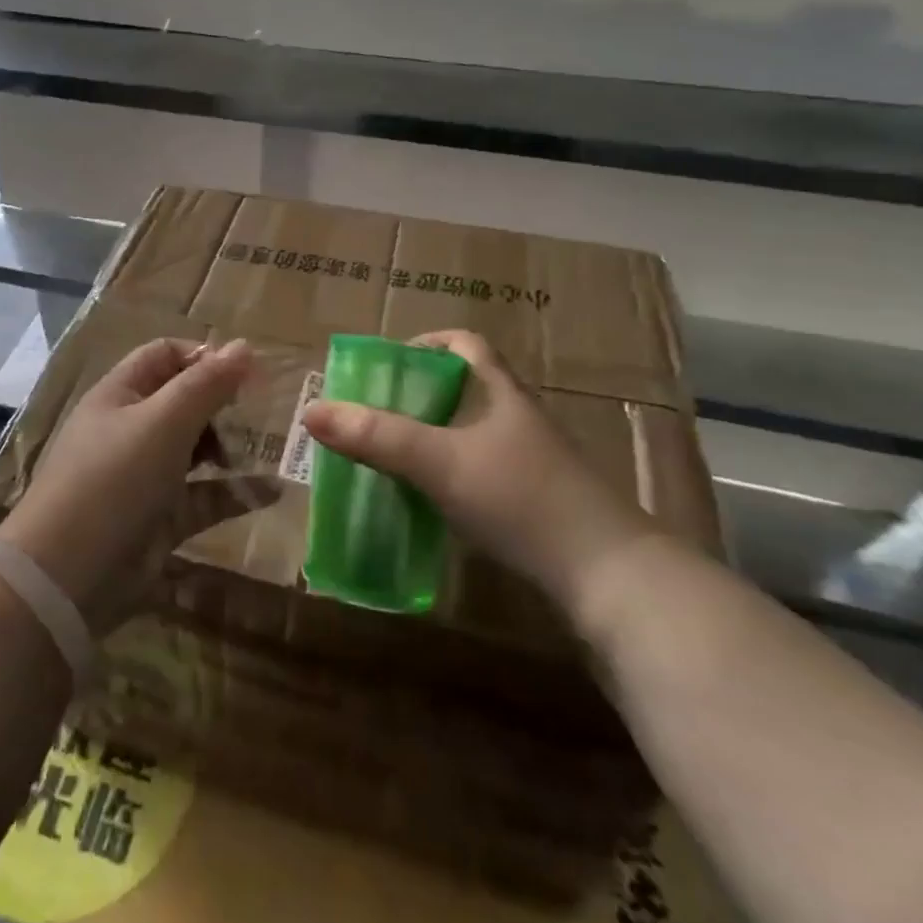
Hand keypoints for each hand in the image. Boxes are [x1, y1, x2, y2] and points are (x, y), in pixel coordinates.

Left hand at [0, 337, 271, 633]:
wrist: (68, 574)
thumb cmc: (114, 478)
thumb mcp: (163, 422)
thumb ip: (206, 384)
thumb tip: (244, 345)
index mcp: (121, 394)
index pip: (164, 356)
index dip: (203, 357)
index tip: (245, 373)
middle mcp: (131, 429)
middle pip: (183, 401)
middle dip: (221, 405)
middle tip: (259, 414)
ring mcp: (145, 475)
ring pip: (195, 450)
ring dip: (231, 448)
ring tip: (270, 449)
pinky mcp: (160, 518)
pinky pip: (203, 497)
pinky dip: (234, 493)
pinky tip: (273, 492)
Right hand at [301, 330, 656, 619]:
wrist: (611, 578)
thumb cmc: (522, 499)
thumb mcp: (440, 462)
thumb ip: (376, 436)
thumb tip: (311, 410)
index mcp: (502, 393)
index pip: (465, 345)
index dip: (426, 344)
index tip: (387, 364)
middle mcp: (518, 420)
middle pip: (463, 390)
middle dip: (415, 397)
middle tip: (372, 415)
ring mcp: (532, 464)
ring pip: (470, 434)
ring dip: (430, 439)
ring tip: (388, 457)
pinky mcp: (536, 505)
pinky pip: (480, 473)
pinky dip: (448, 477)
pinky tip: (426, 503)